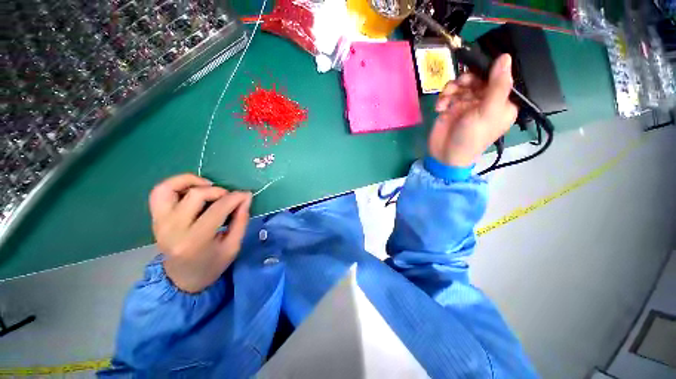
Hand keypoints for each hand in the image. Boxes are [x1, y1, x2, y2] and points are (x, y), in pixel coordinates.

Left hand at [149, 174, 251, 292]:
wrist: (182, 279)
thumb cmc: (212, 265)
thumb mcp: (233, 246)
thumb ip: (241, 220)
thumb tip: (245, 197)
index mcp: (195, 241)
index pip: (218, 209)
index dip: (235, 198)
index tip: (246, 195)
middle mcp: (173, 229)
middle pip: (196, 195)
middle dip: (219, 191)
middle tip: (229, 197)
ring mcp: (160, 222)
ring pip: (169, 188)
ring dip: (191, 181)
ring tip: (208, 186)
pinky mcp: (155, 218)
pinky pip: (160, 193)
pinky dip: (176, 184)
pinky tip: (193, 189)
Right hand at [428, 54, 517, 166]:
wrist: (446, 155)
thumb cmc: (471, 137)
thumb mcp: (488, 112)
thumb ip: (497, 86)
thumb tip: (505, 57)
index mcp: (501, 102)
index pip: (498, 78)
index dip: (487, 72)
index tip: (476, 72)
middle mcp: (485, 101)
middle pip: (477, 78)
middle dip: (466, 80)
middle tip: (459, 85)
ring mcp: (466, 104)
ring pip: (460, 84)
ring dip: (451, 89)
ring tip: (445, 99)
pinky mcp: (451, 108)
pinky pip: (448, 95)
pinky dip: (442, 99)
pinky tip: (439, 108)